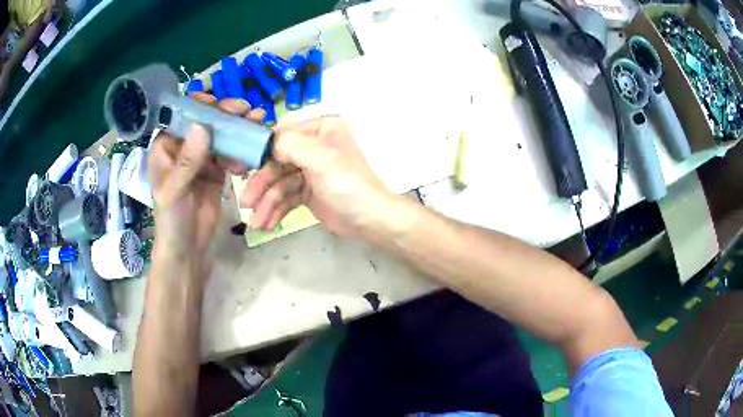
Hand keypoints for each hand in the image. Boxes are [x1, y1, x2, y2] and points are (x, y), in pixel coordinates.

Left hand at [148, 94, 263, 264]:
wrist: (188, 248)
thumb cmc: (172, 219)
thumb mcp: (174, 190)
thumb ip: (187, 161)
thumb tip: (202, 126)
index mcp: (167, 146)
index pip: (183, 116)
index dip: (201, 106)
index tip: (221, 105)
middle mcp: (184, 147)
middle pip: (206, 122)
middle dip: (226, 115)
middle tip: (247, 111)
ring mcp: (202, 159)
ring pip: (221, 136)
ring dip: (239, 130)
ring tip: (257, 126)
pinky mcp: (217, 171)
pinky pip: (231, 154)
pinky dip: (242, 152)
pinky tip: (251, 156)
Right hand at [241, 116, 395, 237]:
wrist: (370, 220)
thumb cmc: (348, 185)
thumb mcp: (320, 159)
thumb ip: (289, 145)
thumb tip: (266, 145)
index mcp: (321, 129)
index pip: (282, 135)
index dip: (261, 153)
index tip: (242, 169)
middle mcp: (314, 146)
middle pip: (277, 162)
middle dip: (261, 186)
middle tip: (246, 204)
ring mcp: (309, 170)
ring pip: (279, 184)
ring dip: (266, 204)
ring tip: (256, 224)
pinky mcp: (307, 192)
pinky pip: (286, 198)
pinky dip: (275, 210)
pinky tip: (267, 224)